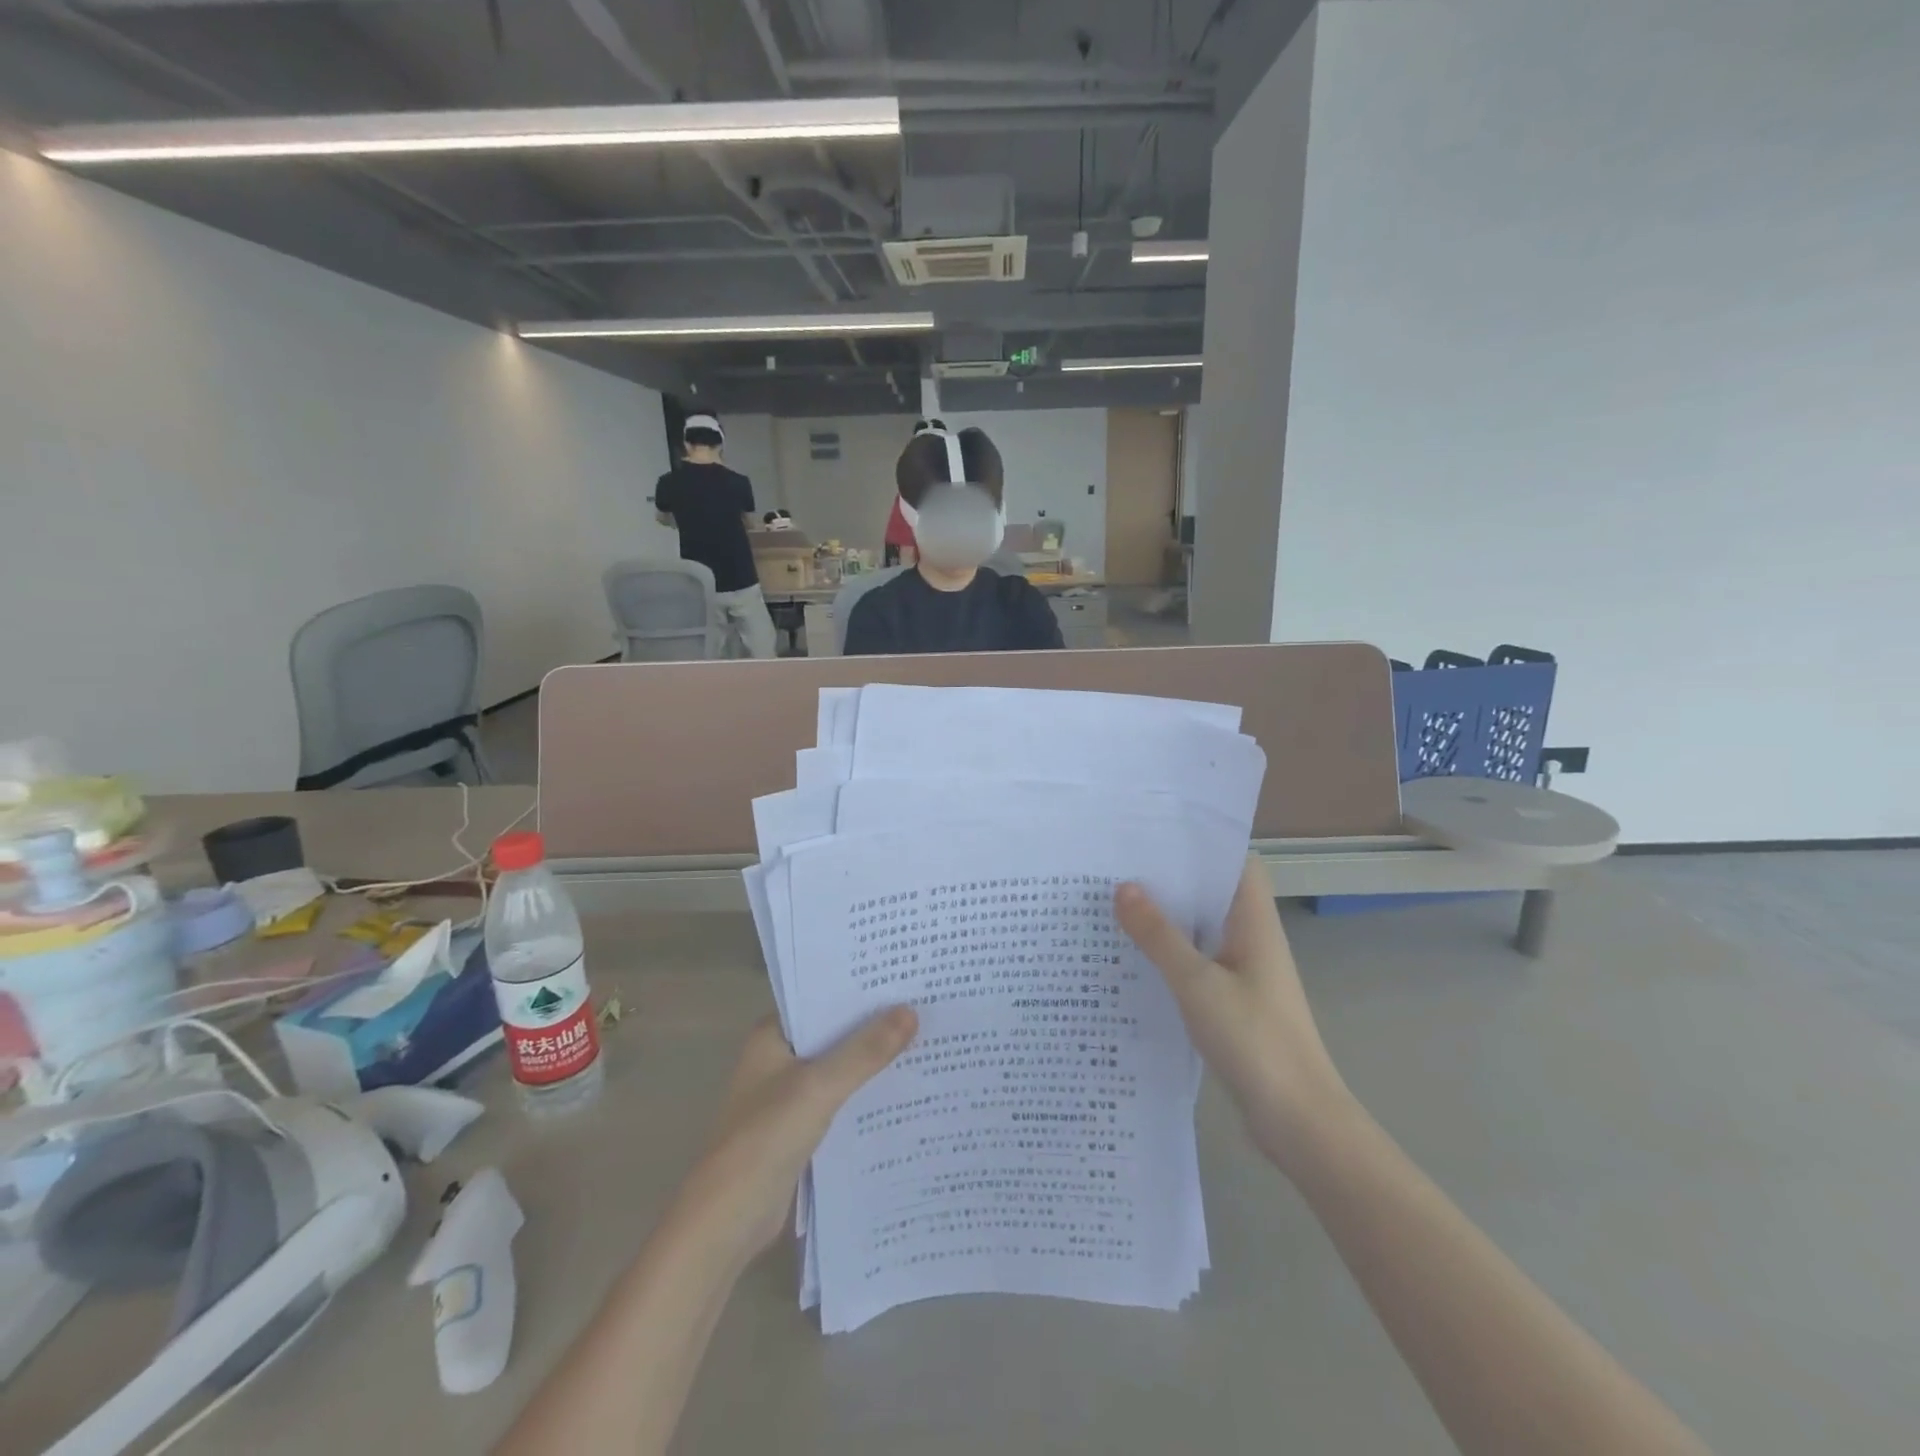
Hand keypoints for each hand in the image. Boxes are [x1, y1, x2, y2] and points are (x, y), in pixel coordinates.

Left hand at [673, 1009, 917, 1260]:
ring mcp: (788, 1095)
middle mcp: (778, 1058)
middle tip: (924, 1004)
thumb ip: (865, 1051)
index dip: (859, 988)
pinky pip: (840, 1099)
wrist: (728, 1220)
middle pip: (833, 1032)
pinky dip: (864, 1094)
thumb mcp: (819, 1087)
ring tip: (924, 1040)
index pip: (820, 998)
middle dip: (872, 1023)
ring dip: (872, 1060)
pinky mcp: (799, 1128)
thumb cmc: (765, 1138)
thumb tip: (911, 1010)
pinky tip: (903, 1090)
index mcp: (772, 1036)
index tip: (902, 975)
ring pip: (839, 1067)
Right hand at [1116, 859, 1351, 1170]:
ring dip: (1165, 918)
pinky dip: (1168, 954)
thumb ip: (1159, 936)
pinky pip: (1195, 963)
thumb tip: (1123, 887)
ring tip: (1113, 902)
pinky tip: (1131, 958)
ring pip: (1200, 930)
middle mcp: (1251, 939)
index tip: (1155, 832)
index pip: (1235, 863)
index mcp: (1254, 922)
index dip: (1201, 843)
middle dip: (1170, 879)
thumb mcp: (1197, 984)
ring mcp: (1242, 972)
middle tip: (1117, 864)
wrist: (1297, 1120)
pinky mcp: (1231, 1002)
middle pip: (1211, 894)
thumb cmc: (1254, 1040)